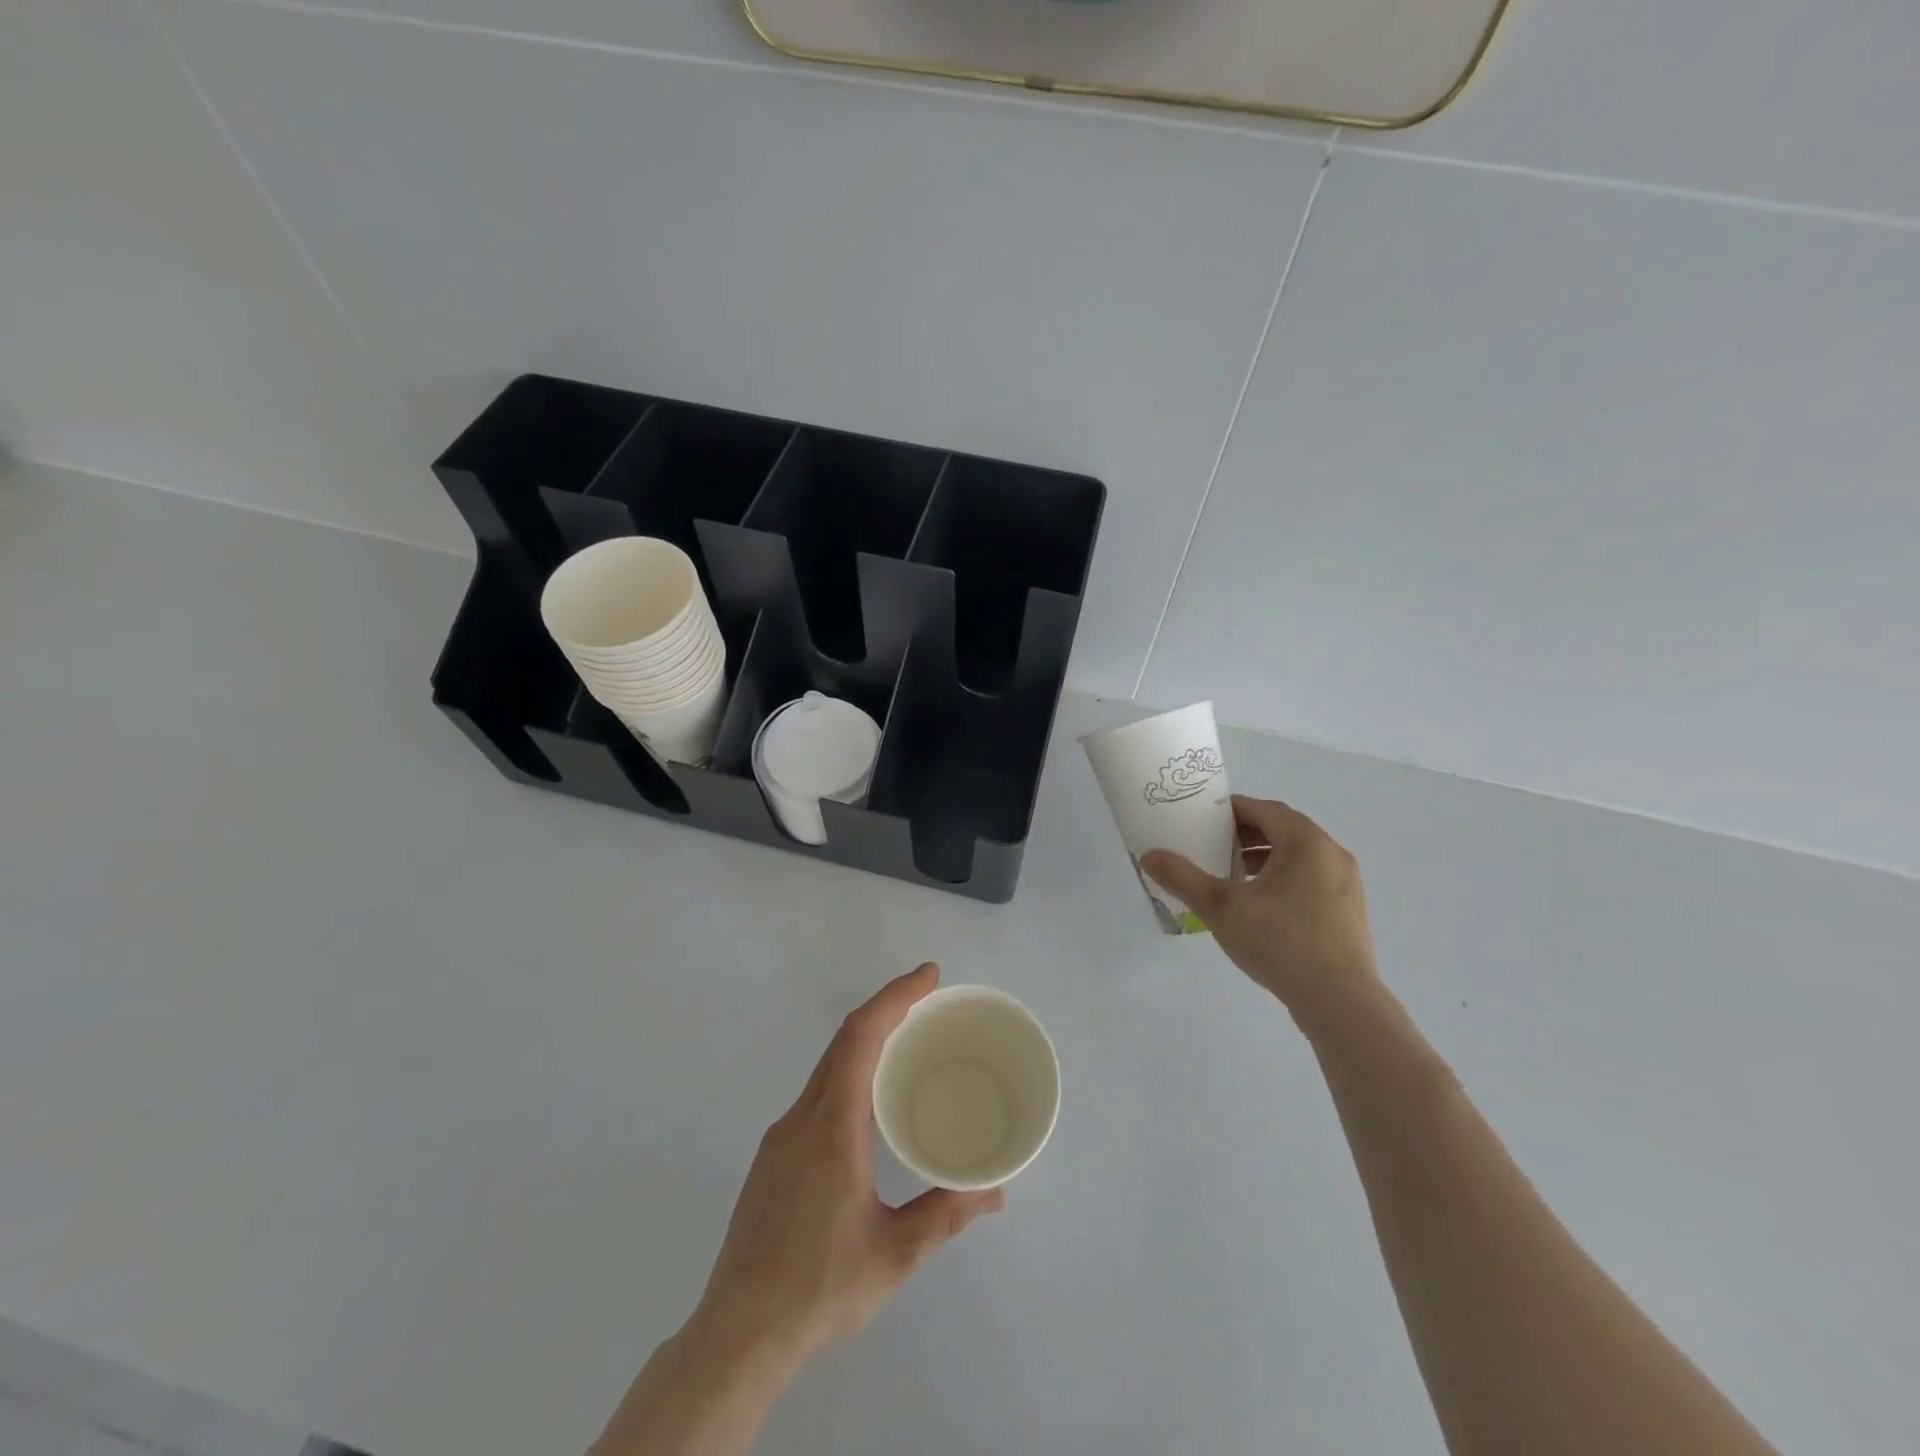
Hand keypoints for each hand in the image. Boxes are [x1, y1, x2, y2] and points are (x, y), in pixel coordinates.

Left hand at [691, 963, 1003, 1368]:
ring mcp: (780, 1137)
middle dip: (886, 1008)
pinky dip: (848, 1072)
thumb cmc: (819, 1290)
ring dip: (866, 1041)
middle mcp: (801, 1118)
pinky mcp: (772, 1157)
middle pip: (843, 1041)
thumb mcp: (894, 1254)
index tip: (929, 976)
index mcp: (831, 1128)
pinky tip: (868, 1102)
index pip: (861, 1037)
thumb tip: (995, 1191)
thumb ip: (946, 1215)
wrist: (736, 1336)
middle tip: (929, 1000)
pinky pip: (816, 1093)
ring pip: (827, 1066)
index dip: (895, 997)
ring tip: (907, 1044)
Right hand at [1142, 796, 1379, 1031]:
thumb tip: (1149, 856)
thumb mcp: (1221, 907)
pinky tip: (1261, 905)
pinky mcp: (1349, 911)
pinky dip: (1283, 878)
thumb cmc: (1280, 942)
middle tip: (1213, 845)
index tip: (1204, 817)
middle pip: (1284, 830)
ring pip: (1299, 856)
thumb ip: (1183, 878)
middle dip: (1247, 834)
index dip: (1233, 809)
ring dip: (1265, 857)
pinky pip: (1311, 878)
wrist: (1339, 1002)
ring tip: (1233, 874)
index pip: (1265, 809)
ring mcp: (1346, 884)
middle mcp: (1332, 854)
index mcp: (1306, 843)